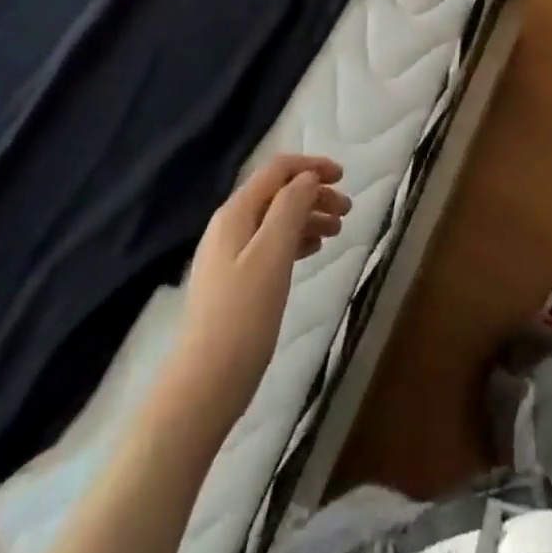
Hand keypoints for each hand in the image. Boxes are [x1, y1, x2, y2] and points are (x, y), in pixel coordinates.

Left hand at [170, 154, 348, 428]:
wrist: (204, 386)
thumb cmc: (243, 316)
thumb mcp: (272, 254)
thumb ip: (290, 208)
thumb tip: (308, 177)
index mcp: (235, 213)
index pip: (277, 171)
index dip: (312, 166)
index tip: (344, 177)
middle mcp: (230, 226)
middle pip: (278, 194)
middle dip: (314, 194)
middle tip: (347, 211)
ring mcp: (230, 255)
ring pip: (277, 220)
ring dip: (308, 217)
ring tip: (337, 233)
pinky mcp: (235, 282)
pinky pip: (271, 245)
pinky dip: (296, 240)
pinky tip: (313, 251)